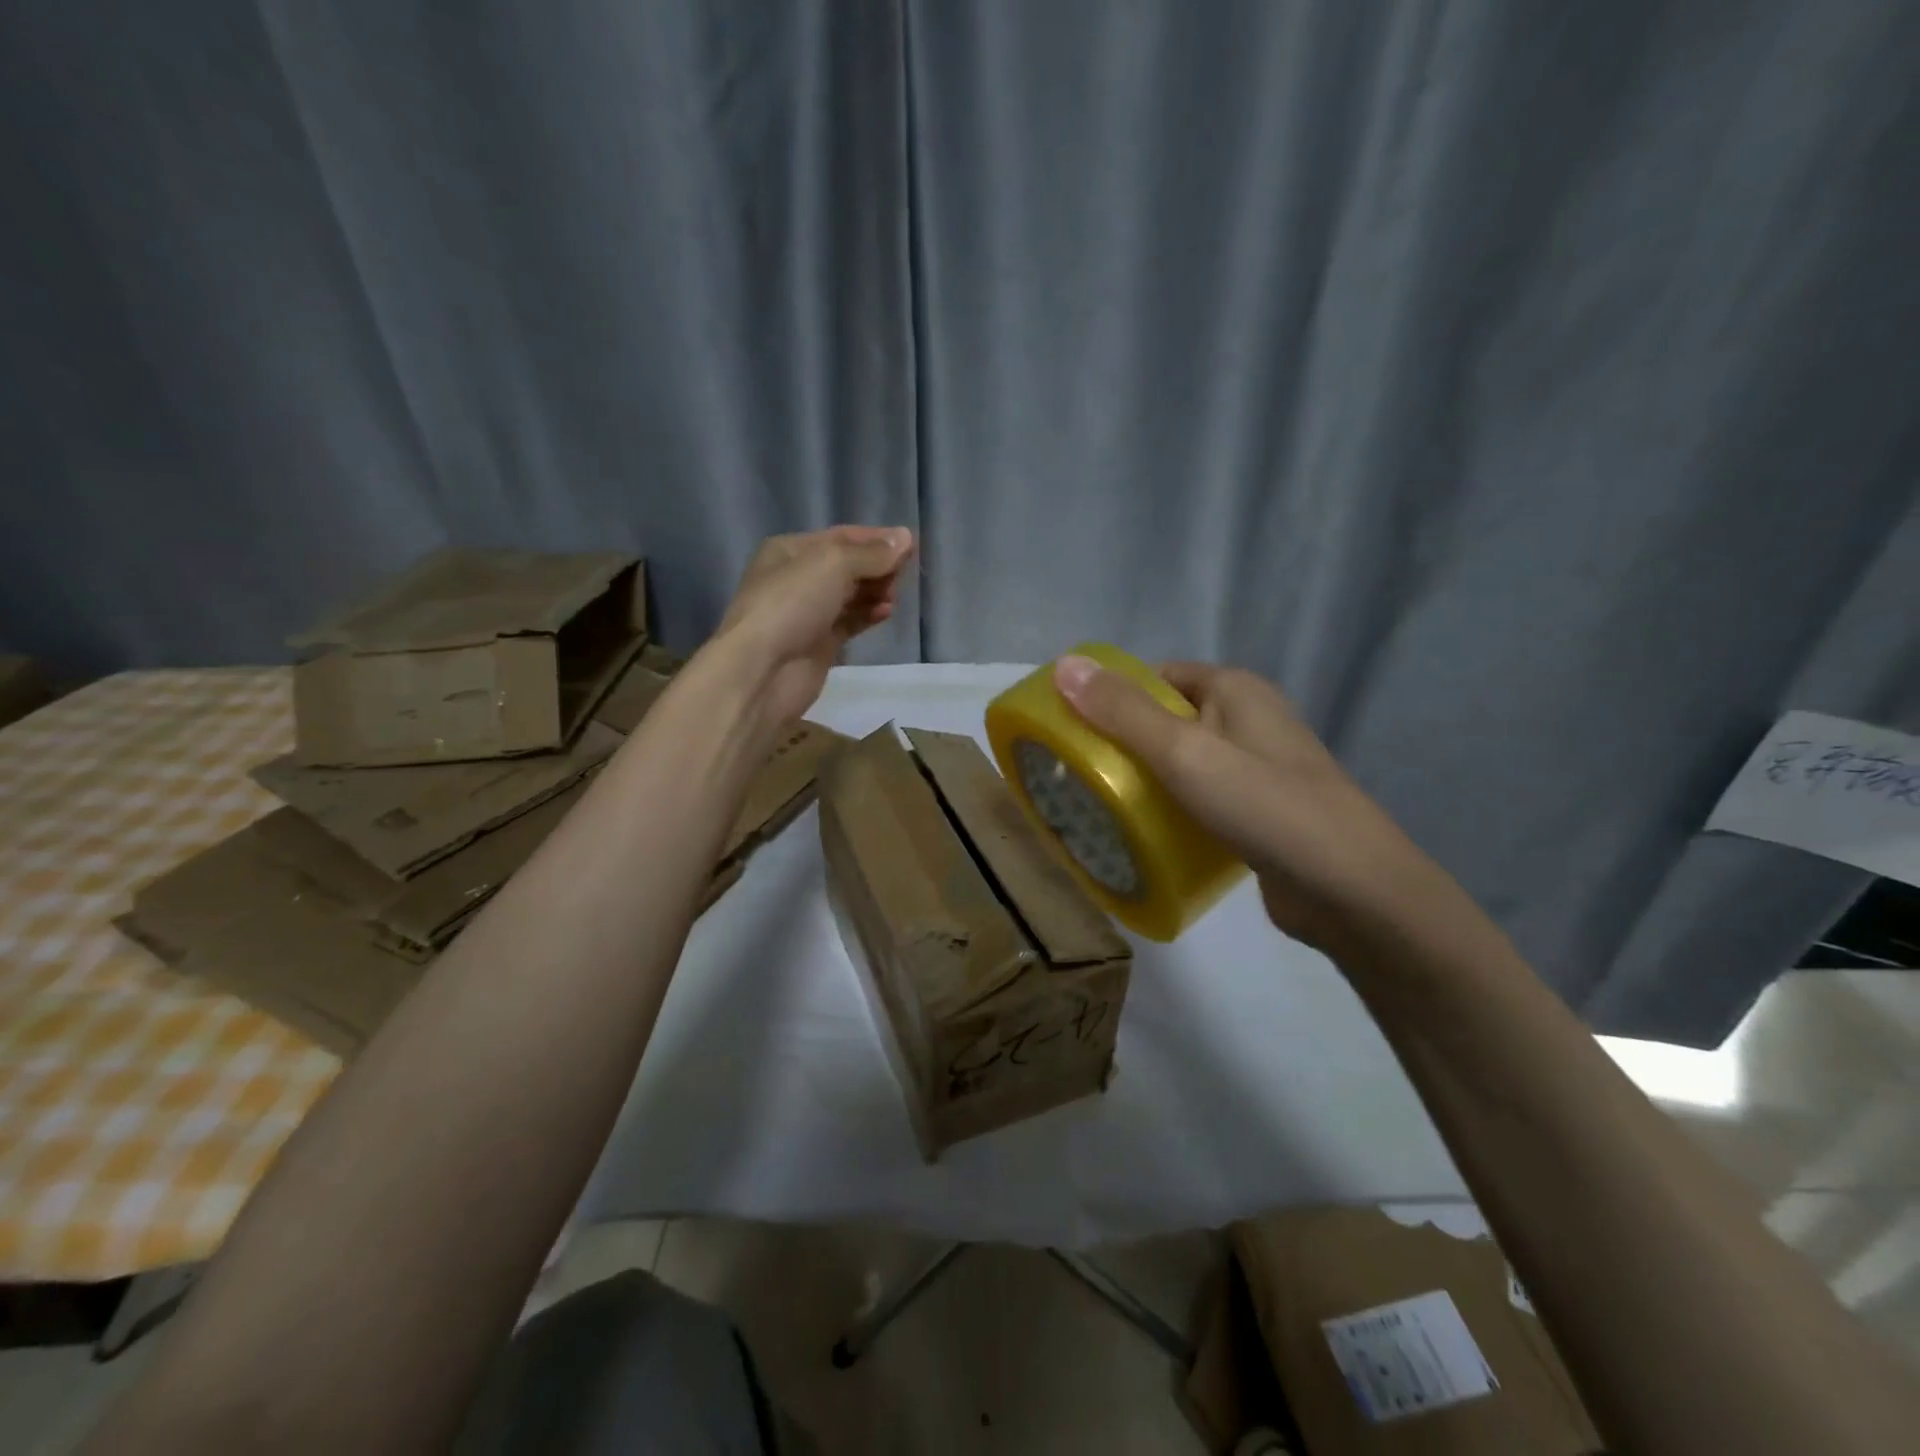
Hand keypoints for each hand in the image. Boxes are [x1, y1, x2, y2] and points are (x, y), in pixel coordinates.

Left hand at [716, 526, 914, 726]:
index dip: (876, 539)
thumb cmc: (792, 604)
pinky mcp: (819, 644)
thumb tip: (906, 539)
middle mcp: (797, 578)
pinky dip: (869, 614)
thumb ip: (872, 553)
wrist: (763, 670)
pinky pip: (850, 622)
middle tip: (903, 574)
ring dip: (875, 591)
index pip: (841, 537)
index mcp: (790, 550)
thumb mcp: (833, 564)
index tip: (911, 545)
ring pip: (850, 595)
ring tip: (894, 596)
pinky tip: (886, 612)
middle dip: (877, 567)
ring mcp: (807, 613)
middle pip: (847, 566)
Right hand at [1052, 656, 1422, 950]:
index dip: (1110, 697)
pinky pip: (1200, 798)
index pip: (1156, 678)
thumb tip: (1064, 663)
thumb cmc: (1264, 805)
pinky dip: (1171, 809)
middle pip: (1166, 720)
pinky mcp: (1259, 812)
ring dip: (1143, 781)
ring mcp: (1257, 768)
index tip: (1068, 730)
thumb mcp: (1183, 752)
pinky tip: (1142, 835)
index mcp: (1234, 689)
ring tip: (1096, 806)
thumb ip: (1122, 711)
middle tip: (1075, 774)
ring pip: (1182, 763)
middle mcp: (1248, 719)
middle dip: (1121, 743)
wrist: (1352, 891)